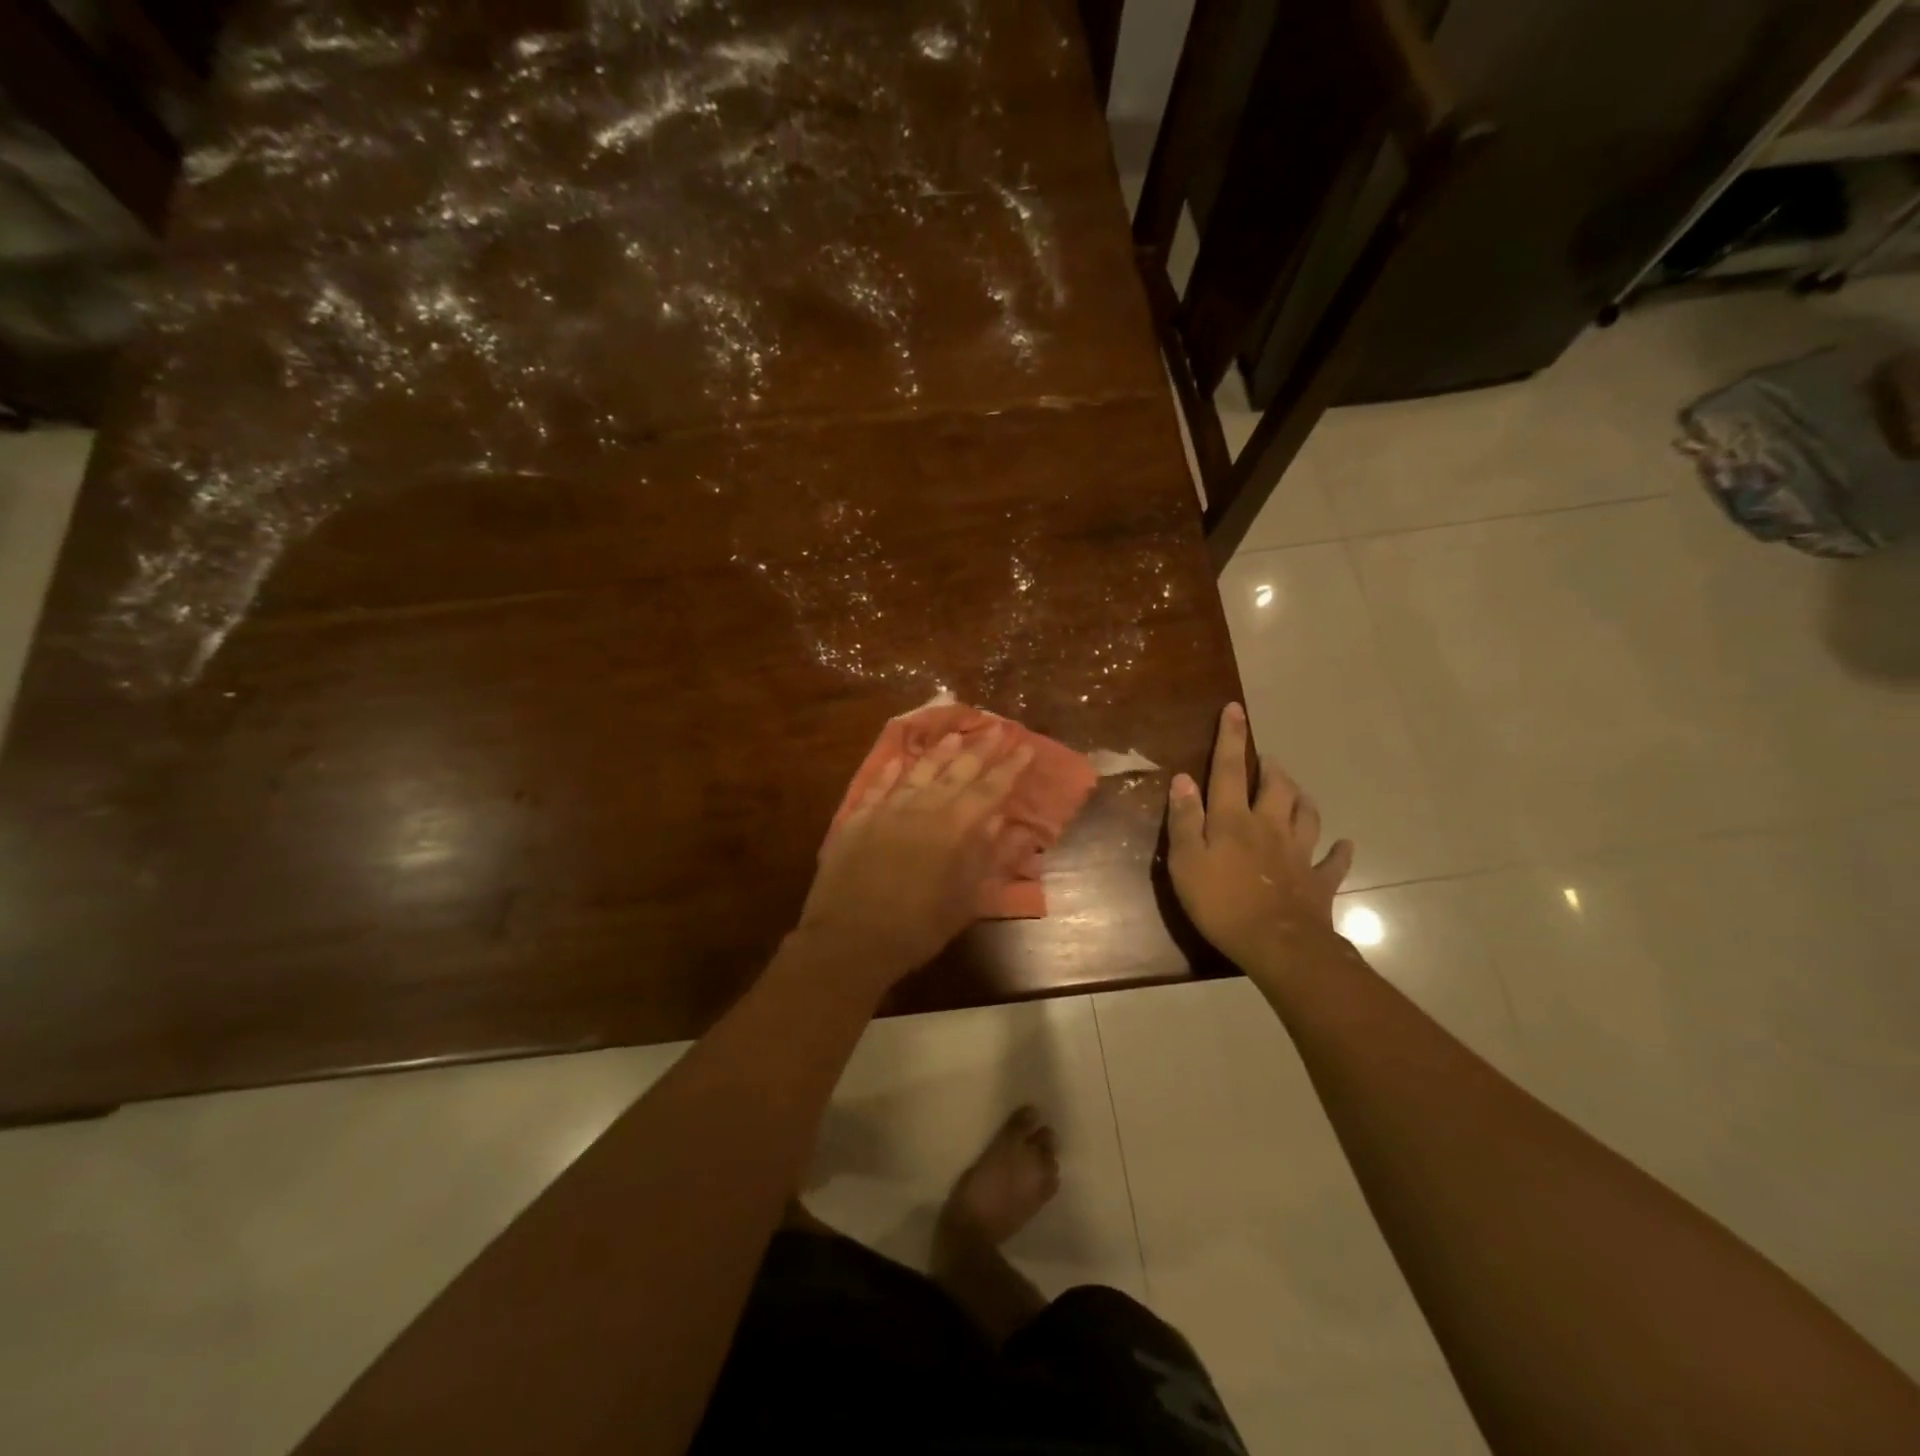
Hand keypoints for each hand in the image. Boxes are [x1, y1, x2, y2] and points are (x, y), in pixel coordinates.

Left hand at [797, 728, 1035, 988]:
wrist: (851, 939)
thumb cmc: (918, 928)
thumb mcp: (966, 900)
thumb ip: (989, 858)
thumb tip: (1010, 826)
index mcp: (954, 828)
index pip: (990, 789)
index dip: (1009, 768)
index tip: (1025, 746)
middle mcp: (922, 808)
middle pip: (956, 771)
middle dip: (980, 749)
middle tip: (997, 727)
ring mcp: (886, 810)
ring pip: (918, 772)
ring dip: (939, 752)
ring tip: (955, 735)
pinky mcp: (857, 819)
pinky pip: (877, 787)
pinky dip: (890, 772)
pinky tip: (897, 761)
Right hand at [1165, 702, 1354, 974]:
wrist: (1278, 944)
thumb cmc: (1221, 903)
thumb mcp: (1186, 861)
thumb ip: (1184, 819)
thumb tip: (1183, 779)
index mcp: (1234, 819)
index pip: (1229, 769)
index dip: (1230, 738)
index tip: (1235, 709)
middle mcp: (1269, 826)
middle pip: (1276, 786)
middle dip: (1271, 767)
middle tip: (1267, 759)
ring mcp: (1298, 853)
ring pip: (1307, 814)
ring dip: (1302, 798)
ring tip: (1296, 790)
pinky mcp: (1318, 881)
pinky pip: (1333, 862)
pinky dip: (1339, 851)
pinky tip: (1345, 845)